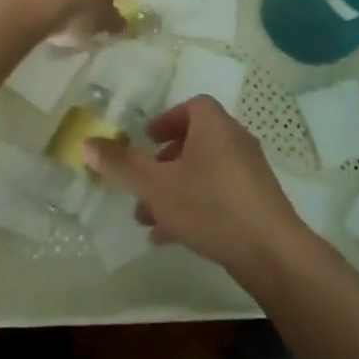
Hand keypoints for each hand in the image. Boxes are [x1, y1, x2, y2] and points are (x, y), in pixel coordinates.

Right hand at [84, 97, 310, 279]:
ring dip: (173, 190)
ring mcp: (248, 174)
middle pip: (195, 142)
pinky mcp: (256, 203)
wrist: (270, 251)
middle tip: (141, 183)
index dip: (167, 119)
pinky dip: (193, 208)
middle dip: (163, 163)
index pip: (192, 106)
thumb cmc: (210, 205)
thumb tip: (87, 142)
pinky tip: (169, 237)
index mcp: (215, 126)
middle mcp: (235, 141)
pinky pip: (218, 196)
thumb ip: (122, 165)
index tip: (147, 139)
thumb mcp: (156, 186)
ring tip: (146, 218)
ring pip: (203, 173)